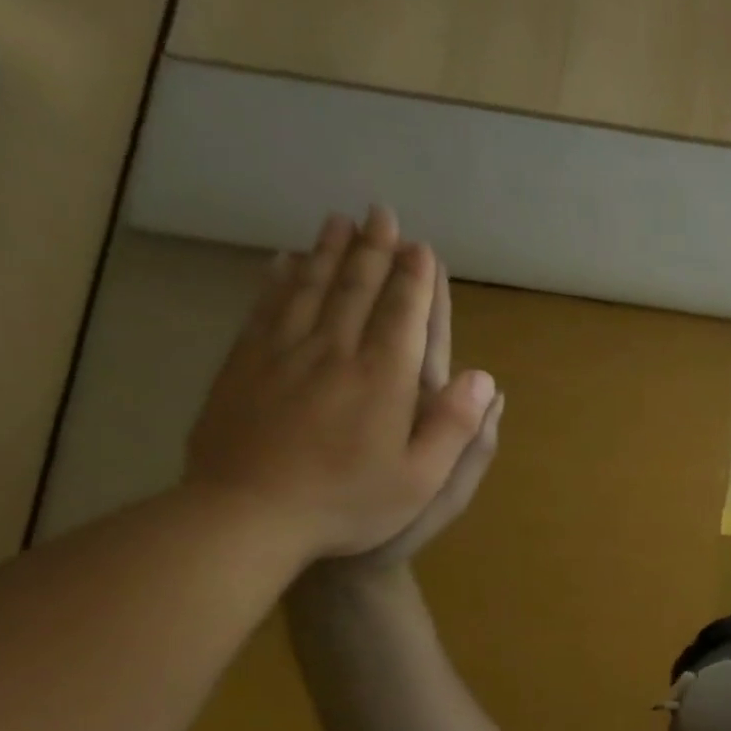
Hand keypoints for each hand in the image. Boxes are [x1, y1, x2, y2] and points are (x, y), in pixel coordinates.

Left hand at [184, 208, 493, 561]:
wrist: (247, 516)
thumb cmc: (349, 503)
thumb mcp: (422, 480)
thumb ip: (456, 427)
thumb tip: (486, 379)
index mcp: (383, 381)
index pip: (403, 317)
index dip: (414, 281)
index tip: (421, 248)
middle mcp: (334, 354)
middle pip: (356, 290)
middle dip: (373, 251)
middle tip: (381, 214)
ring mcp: (282, 355)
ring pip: (309, 289)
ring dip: (328, 253)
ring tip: (339, 221)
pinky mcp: (243, 366)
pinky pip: (266, 308)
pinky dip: (279, 279)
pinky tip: (284, 261)